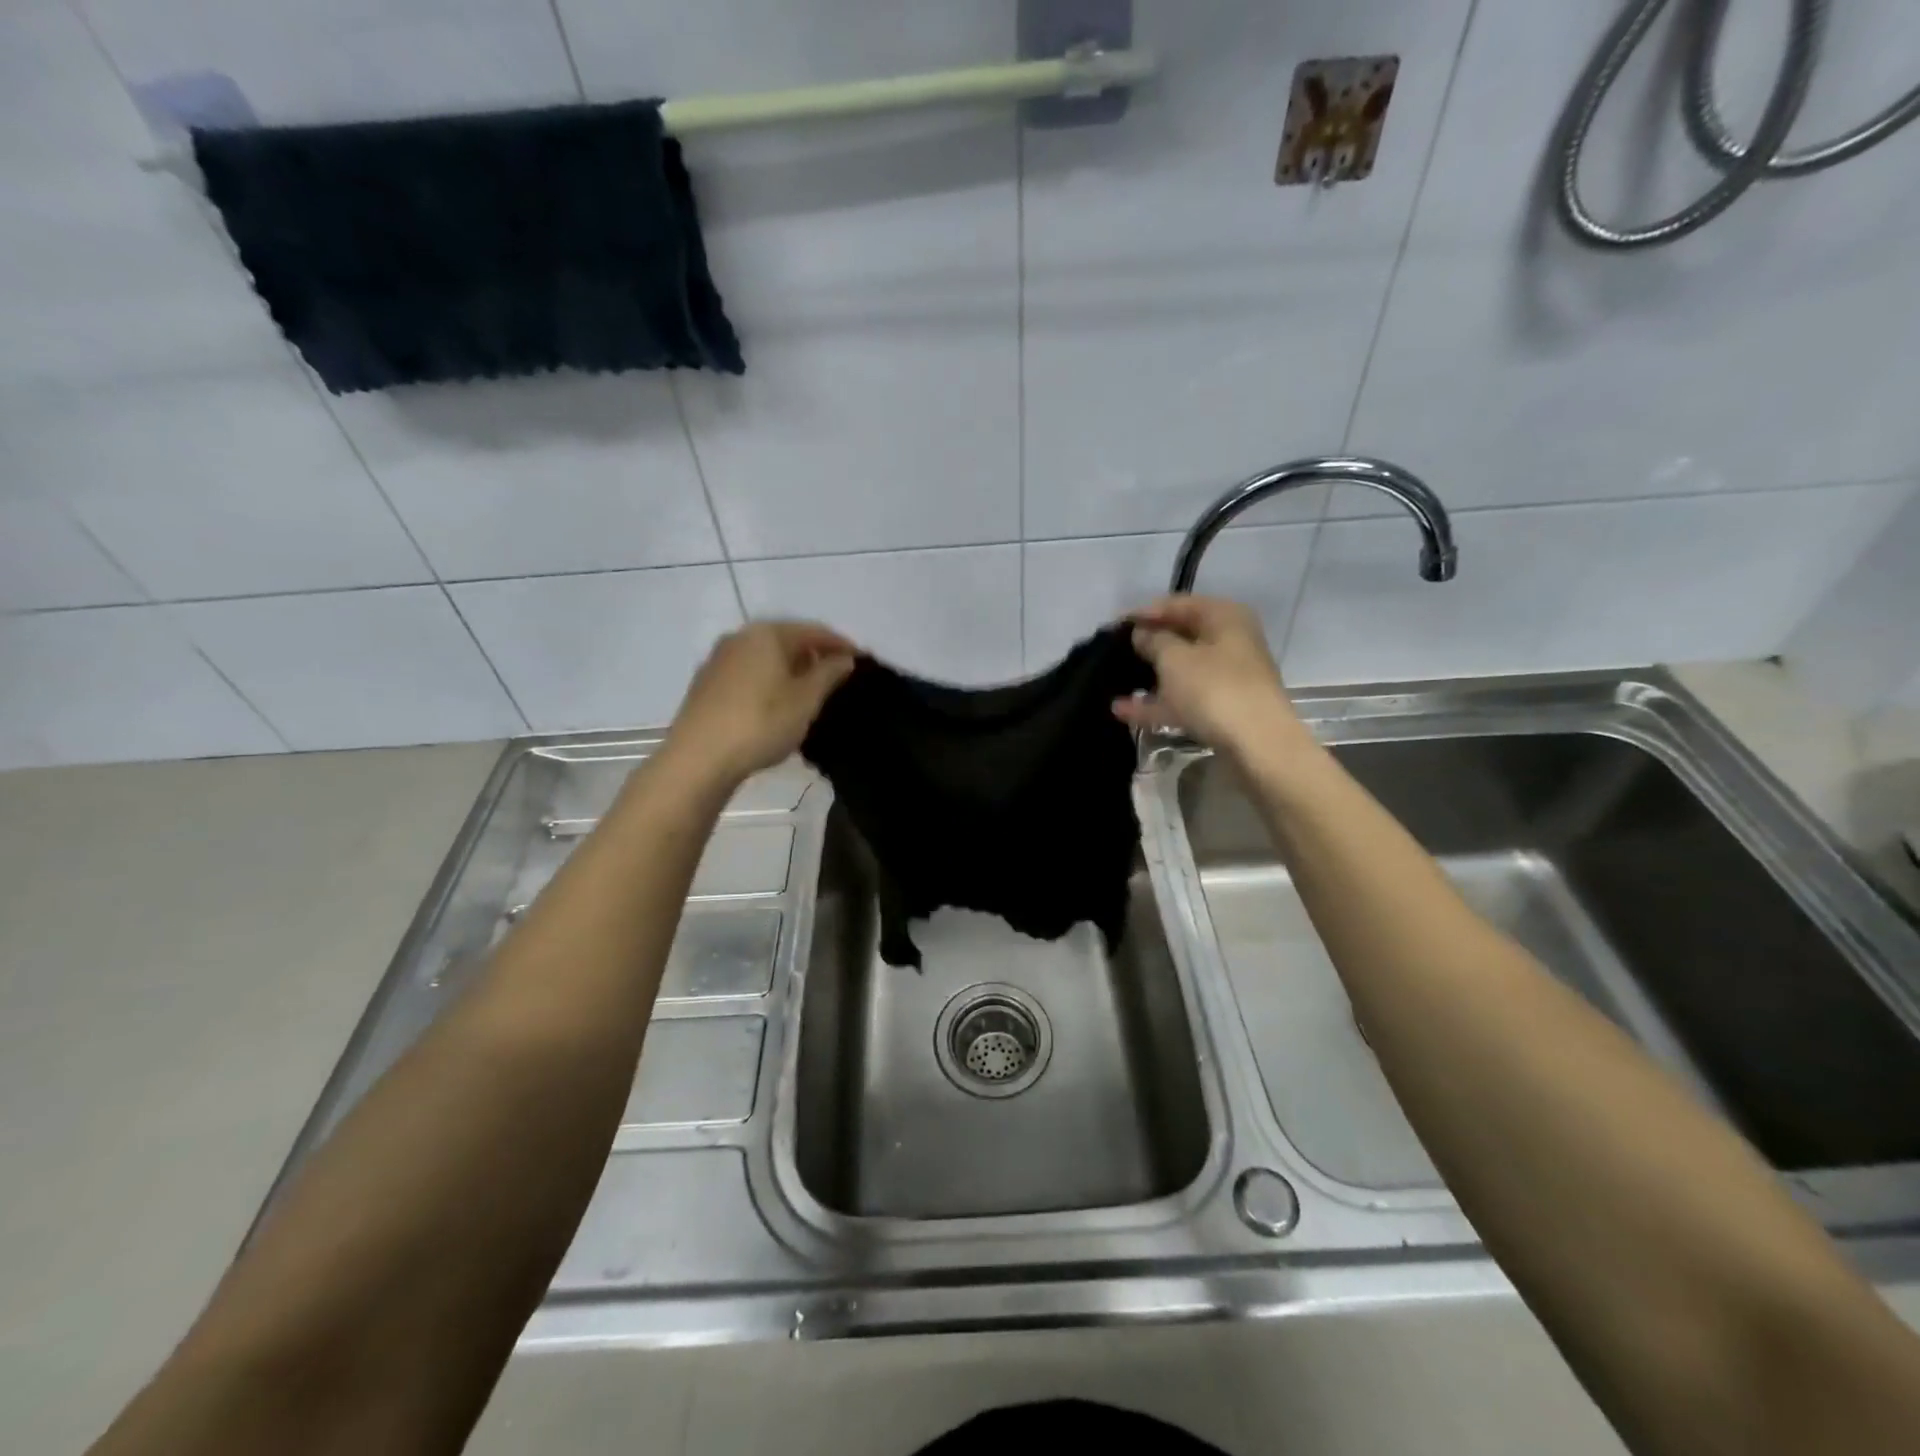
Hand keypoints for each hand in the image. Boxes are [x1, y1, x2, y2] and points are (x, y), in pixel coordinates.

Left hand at [664, 621, 855, 785]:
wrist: (698, 759)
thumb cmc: (761, 723)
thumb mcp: (806, 700)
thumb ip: (829, 674)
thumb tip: (844, 658)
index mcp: (767, 634)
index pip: (813, 631)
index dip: (840, 644)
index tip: (862, 660)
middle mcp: (740, 637)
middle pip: (786, 640)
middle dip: (813, 656)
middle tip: (836, 677)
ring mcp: (718, 660)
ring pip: (765, 657)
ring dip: (790, 669)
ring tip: (809, 693)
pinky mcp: (706, 684)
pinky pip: (748, 673)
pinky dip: (768, 681)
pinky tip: (776, 704)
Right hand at [1113, 595, 1311, 759]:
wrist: (1258, 745)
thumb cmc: (1214, 689)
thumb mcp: (1175, 659)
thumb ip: (1154, 641)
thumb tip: (1142, 633)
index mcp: (1224, 617)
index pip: (1178, 604)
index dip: (1145, 613)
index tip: (1115, 626)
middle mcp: (1229, 642)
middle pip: (1181, 637)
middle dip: (1149, 644)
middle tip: (1114, 651)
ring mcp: (1227, 678)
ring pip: (1182, 670)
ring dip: (1150, 676)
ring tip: (1114, 680)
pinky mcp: (1221, 709)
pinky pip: (1183, 699)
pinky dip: (1156, 703)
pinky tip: (1122, 710)